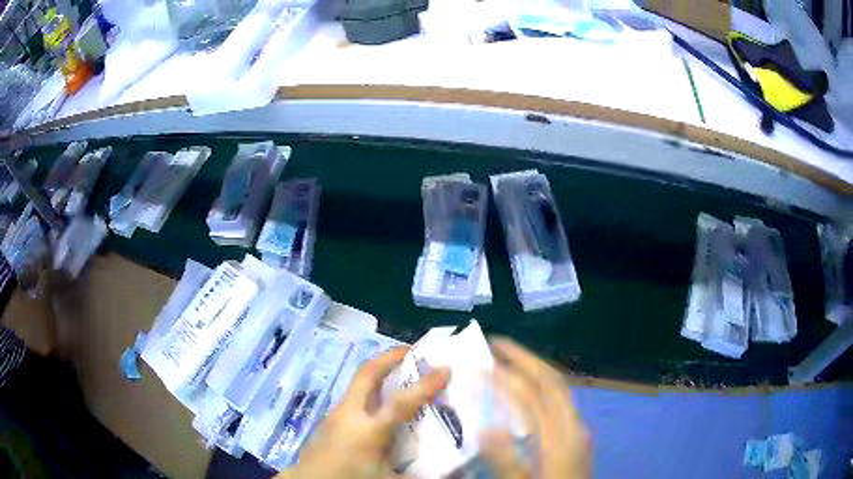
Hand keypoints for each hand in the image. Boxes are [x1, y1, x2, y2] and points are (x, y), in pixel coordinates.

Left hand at [278, 347, 449, 478]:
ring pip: (358, 384)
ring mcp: (335, 414)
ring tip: (401, 377)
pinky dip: (370, 393)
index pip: (401, 403)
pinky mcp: (328, 420)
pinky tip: (379, 408)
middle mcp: (349, 414)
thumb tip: (446, 471)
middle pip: (367, 374)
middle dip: (390, 358)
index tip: (445, 368)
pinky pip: (353, 398)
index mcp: (368, 431)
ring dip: (379, 374)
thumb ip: (416, 473)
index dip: (425, 385)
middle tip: (412, 352)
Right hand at [480, 338, 590, 478]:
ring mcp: (577, 431)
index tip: (482, 358)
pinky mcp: (575, 438)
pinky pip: (557, 403)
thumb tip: (487, 425)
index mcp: (562, 438)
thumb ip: (507, 461)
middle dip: (525, 358)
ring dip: (533, 370)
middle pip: (553, 381)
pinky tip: (524, 394)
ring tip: (506, 362)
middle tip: (495, 344)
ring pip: (558, 390)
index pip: (537, 393)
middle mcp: (574, 426)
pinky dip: (539, 389)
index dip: (509, 372)